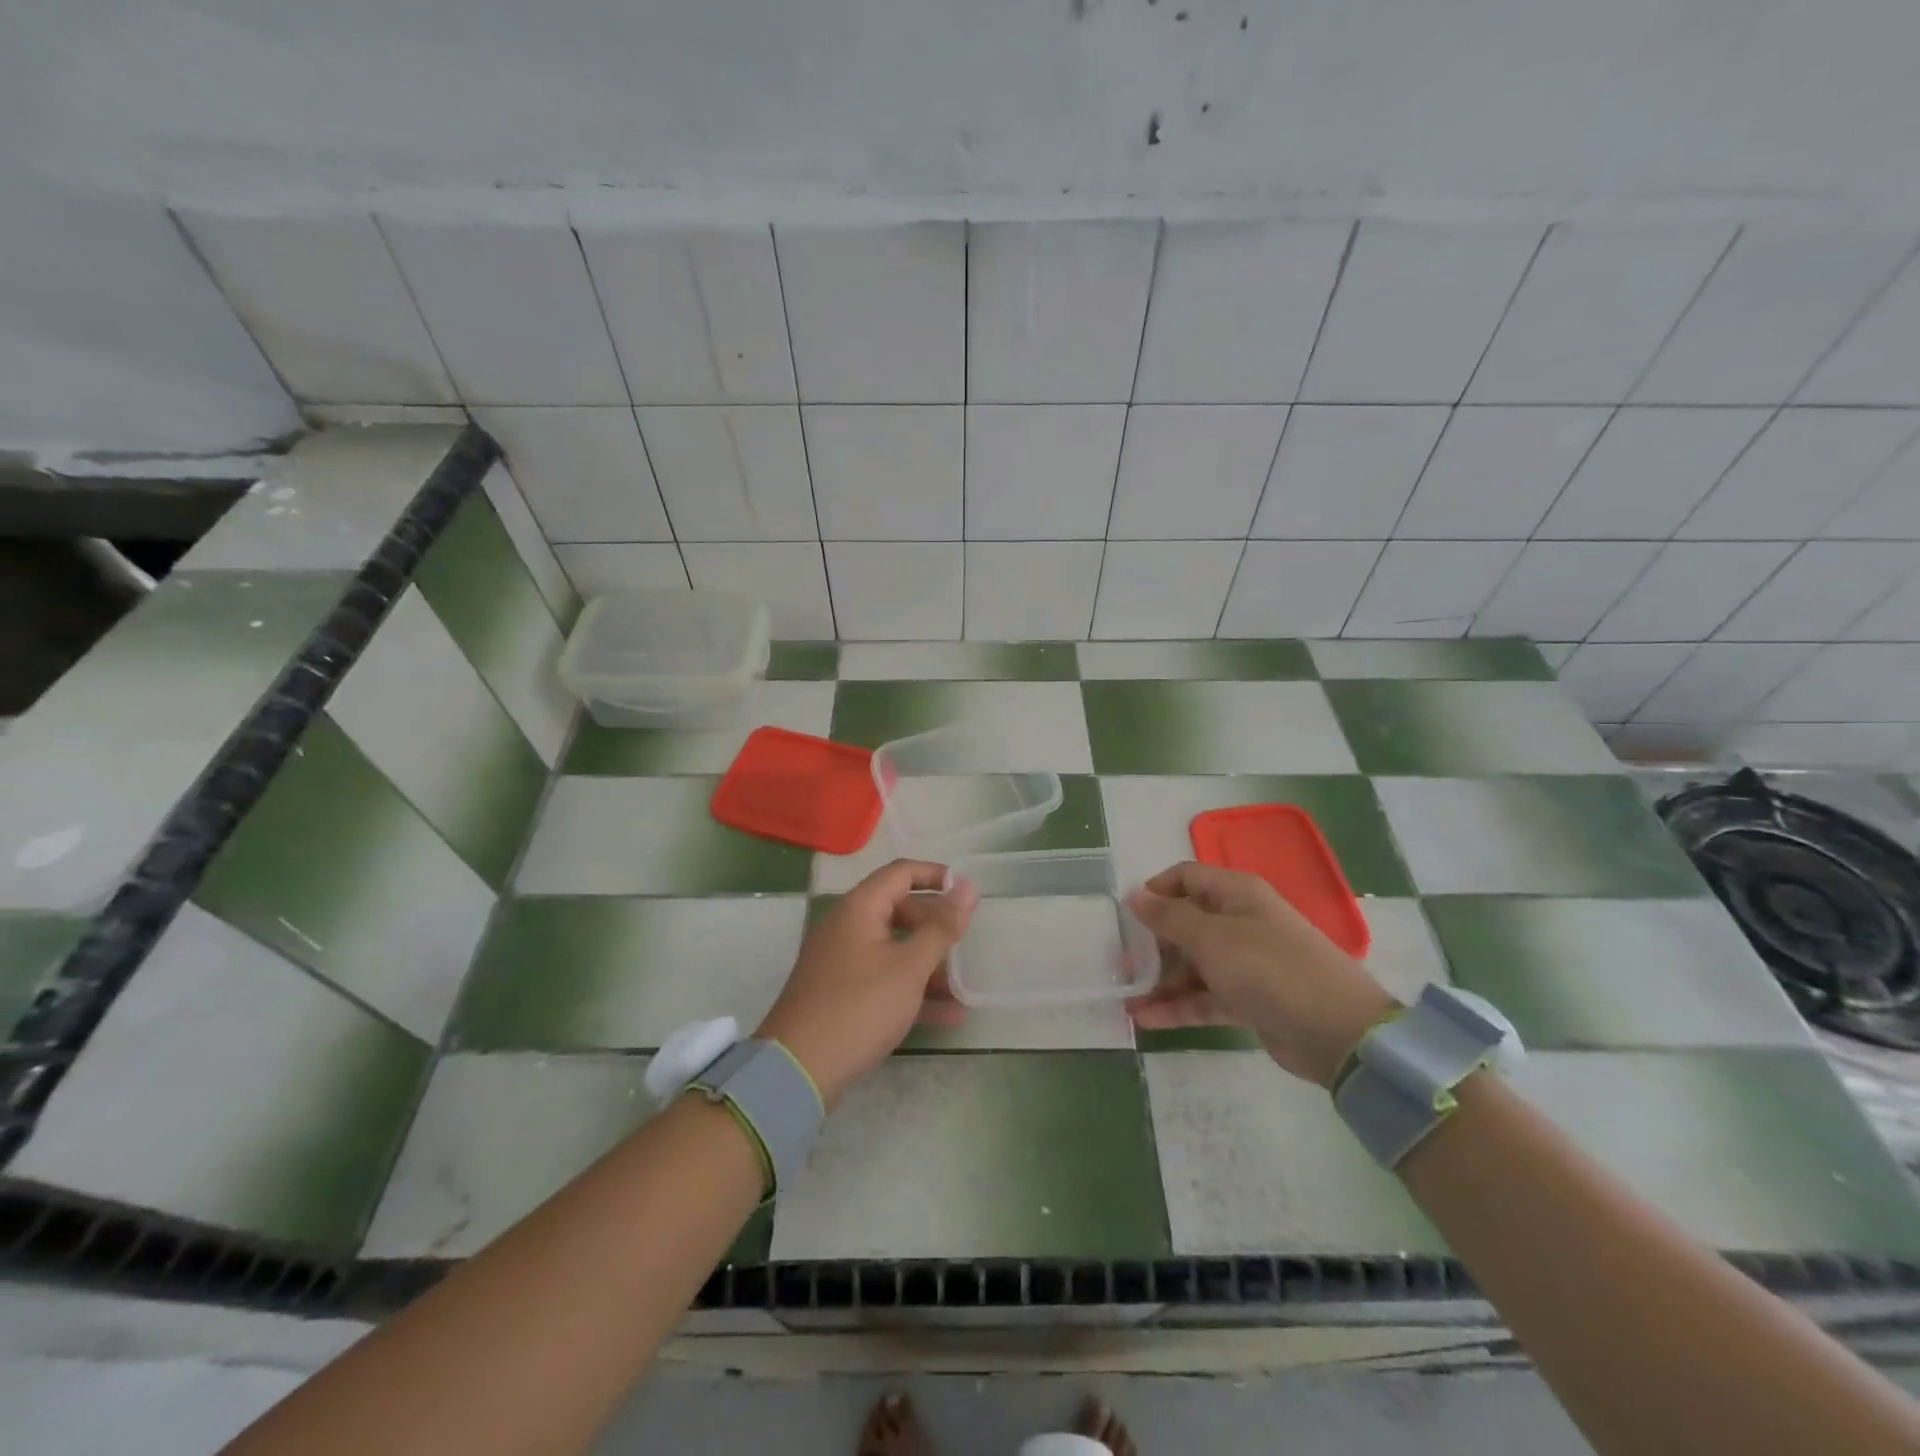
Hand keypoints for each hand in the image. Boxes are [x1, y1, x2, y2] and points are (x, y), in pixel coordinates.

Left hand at [757, 859, 975, 1108]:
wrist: (798, 1069)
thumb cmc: (860, 1006)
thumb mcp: (909, 966)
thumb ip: (942, 926)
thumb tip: (968, 886)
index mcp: (859, 908)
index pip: (901, 873)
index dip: (937, 876)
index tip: (968, 892)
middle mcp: (847, 927)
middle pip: (898, 910)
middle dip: (935, 924)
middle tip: (966, 940)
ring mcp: (842, 961)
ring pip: (894, 949)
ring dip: (929, 963)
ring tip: (964, 983)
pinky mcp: (841, 994)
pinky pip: (884, 979)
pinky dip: (913, 990)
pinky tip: (949, 1014)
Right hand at [1125, 862, 1399, 1087]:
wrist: (1337, 1031)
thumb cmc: (1268, 968)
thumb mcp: (1211, 937)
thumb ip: (1168, 916)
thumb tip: (1134, 894)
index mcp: (1236, 894)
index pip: (1186, 877)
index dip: (1155, 891)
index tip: (1126, 916)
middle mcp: (1240, 921)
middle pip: (1186, 923)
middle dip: (1152, 943)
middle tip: (1120, 964)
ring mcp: (1246, 962)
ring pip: (1193, 964)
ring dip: (1161, 980)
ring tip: (1126, 998)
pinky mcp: (1250, 998)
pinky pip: (1205, 996)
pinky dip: (1179, 1006)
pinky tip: (1145, 1020)